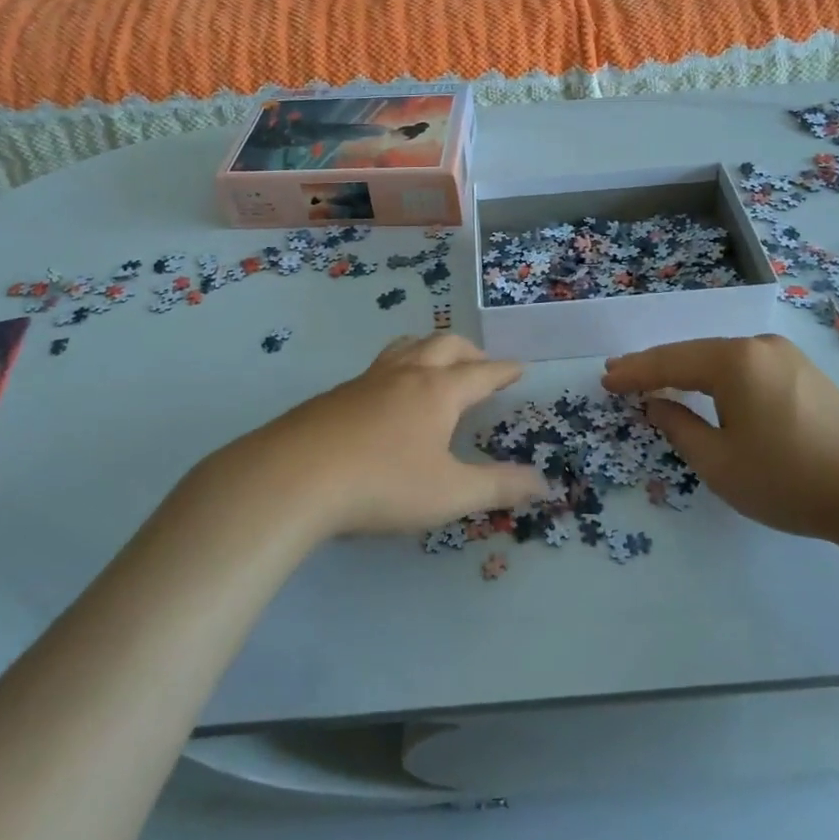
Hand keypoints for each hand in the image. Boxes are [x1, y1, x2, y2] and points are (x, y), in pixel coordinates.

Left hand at [203, 334, 549, 539]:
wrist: (294, 478)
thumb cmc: (382, 484)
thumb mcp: (450, 494)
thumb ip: (499, 487)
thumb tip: (544, 484)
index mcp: (438, 391)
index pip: (481, 373)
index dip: (503, 371)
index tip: (518, 367)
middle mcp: (405, 375)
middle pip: (443, 345)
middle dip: (468, 352)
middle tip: (481, 364)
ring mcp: (365, 381)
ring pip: (405, 347)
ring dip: (429, 348)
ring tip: (434, 362)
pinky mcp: (334, 396)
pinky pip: (377, 368)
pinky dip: (397, 368)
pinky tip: (385, 396)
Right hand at [602, 334, 838, 547]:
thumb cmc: (790, 479)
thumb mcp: (720, 463)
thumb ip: (679, 428)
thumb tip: (657, 405)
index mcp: (734, 361)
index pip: (669, 362)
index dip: (634, 372)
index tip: (605, 380)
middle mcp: (759, 346)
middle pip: (695, 353)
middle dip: (657, 366)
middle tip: (622, 376)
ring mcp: (786, 356)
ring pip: (722, 359)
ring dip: (689, 371)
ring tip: (658, 382)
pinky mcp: (806, 373)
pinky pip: (747, 368)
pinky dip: (718, 378)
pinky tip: (708, 390)